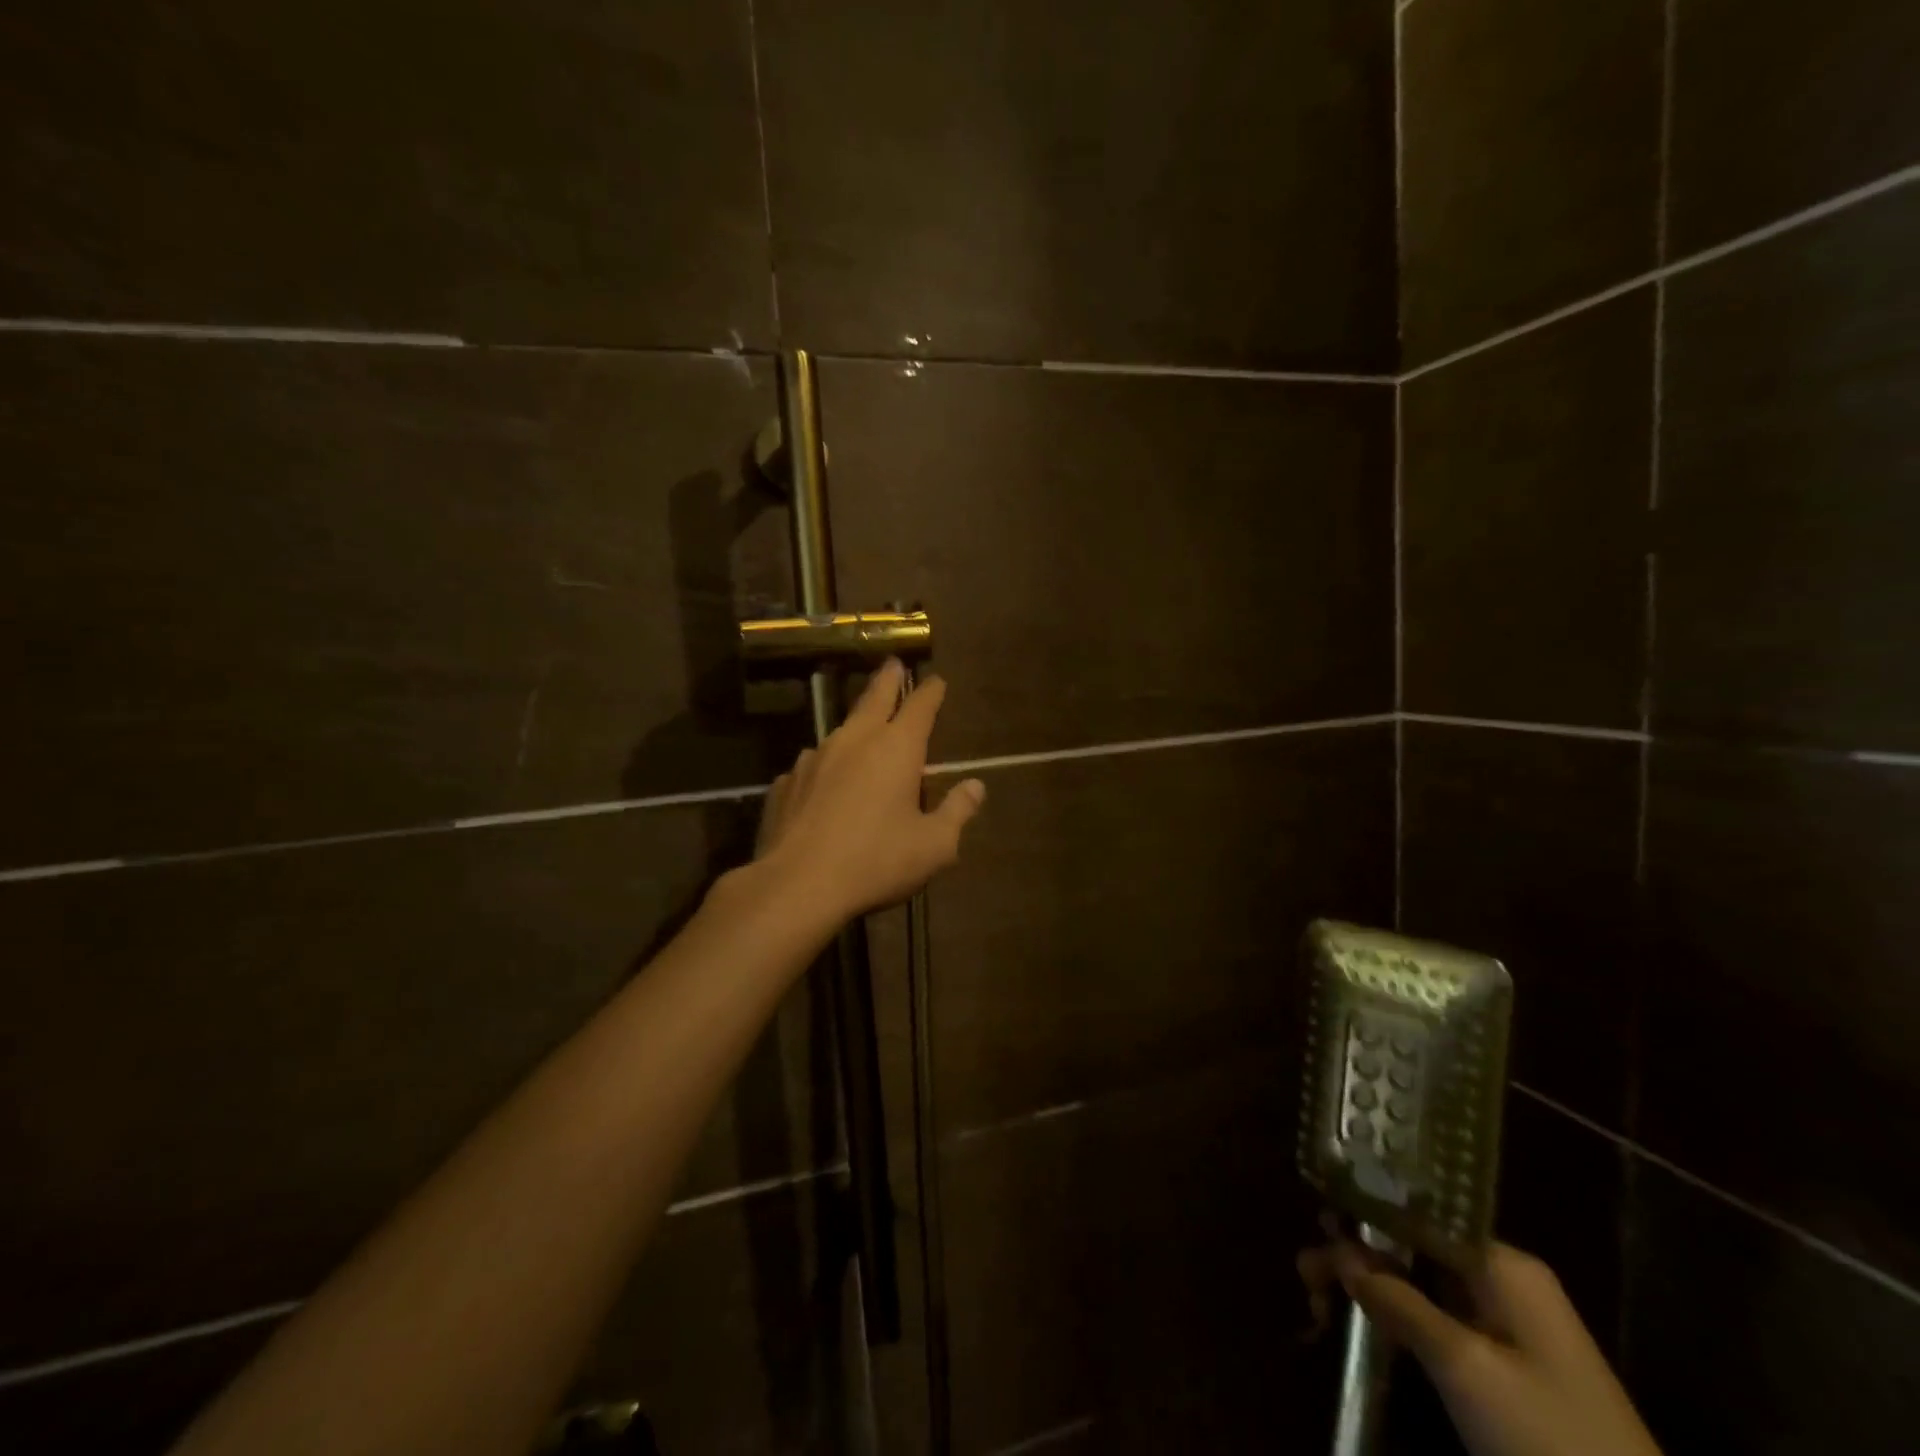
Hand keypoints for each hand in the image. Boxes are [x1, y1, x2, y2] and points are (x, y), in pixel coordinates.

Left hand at [754, 659, 985, 923]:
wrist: (797, 885)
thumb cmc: (876, 862)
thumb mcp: (934, 846)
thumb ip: (958, 812)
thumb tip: (976, 786)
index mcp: (896, 749)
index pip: (919, 706)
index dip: (930, 691)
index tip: (936, 680)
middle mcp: (854, 741)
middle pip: (874, 698)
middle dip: (888, 679)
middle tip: (893, 663)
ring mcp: (814, 759)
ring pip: (840, 731)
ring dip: (855, 725)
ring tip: (862, 729)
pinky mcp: (786, 783)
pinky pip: (813, 767)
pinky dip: (826, 768)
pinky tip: (824, 786)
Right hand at [1299, 1231, 1662, 1455]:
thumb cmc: (1550, 1440)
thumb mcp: (1465, 1369)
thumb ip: (1399, 1301)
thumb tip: (1340, 1251)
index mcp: (1502, 1264)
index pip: (1416, 1214)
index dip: (1363, 1213)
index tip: (1314, 1220)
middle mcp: (1502, 1278)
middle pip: (1413, 1245)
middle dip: (1358, 1254)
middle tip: (1305, 1274)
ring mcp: (1507, 1322)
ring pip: (1421, 1282)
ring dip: (1371, 1286)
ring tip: (1317, 1298)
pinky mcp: (1507, 1362)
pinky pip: (1438, 1317)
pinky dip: (1397, 1316)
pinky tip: (1361, 1322)